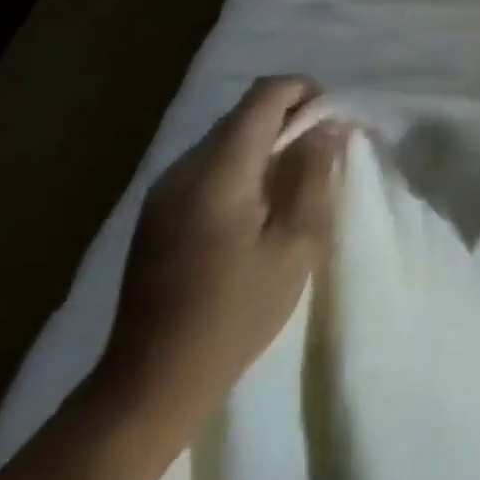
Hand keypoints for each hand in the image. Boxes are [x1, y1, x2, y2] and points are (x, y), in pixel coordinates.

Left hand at [96, 77, 348, 429]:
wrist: (149, 386)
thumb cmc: (234, 314)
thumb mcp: (295, 245)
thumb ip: (313, 175)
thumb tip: (326, 127)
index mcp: (219, 170)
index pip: (265, 94)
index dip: (304, 92)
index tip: (330, 122)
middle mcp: (185, 167)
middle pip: (245, 112)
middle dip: (288, 119)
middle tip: (319, 155)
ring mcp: (164, 190)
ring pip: (226, 137)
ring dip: (264, 143)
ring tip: (290, 183)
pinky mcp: (157, 213)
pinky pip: (208, 164)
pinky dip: (240, 166)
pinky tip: (254, 208)